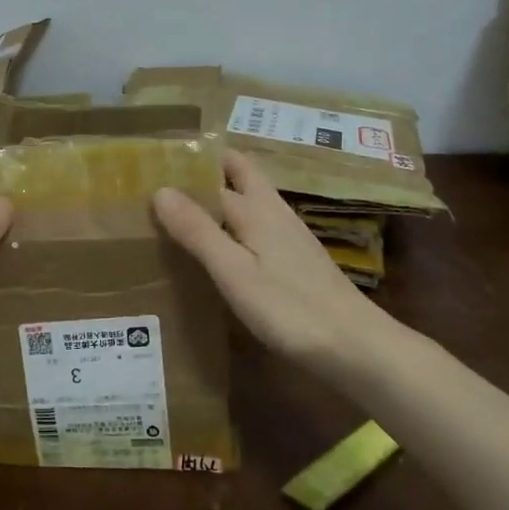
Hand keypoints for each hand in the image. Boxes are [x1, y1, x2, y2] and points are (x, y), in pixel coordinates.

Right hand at [153, 151, 391, 368]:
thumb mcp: (233, 271)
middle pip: (242, 175)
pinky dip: (235, 224)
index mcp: (257, 208)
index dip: (189, 166)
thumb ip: (198, 230)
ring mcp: (289, 235)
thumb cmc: (288, 307)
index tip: (154, 163)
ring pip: (250, 200)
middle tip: (170, 179)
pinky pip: (258, 226)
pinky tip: (222, 247)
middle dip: (210, 169)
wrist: (354, 346)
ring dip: (221, 196)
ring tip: (183, 209)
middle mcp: (274, 212)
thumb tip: (161, 189)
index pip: (216, 173)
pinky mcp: (296, 260)